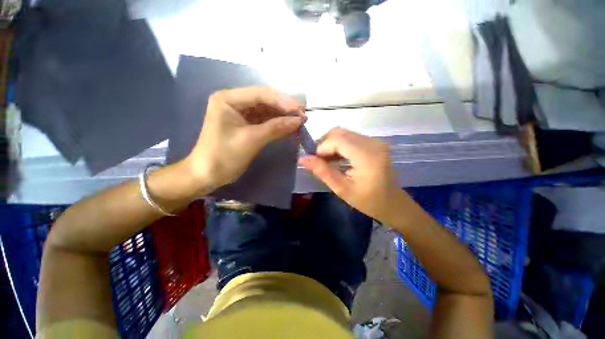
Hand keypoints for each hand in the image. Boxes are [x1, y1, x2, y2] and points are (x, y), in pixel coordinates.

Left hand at [185, 87, 305, 190]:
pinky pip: (265, 121)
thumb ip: (276, 128)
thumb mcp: (251, 140)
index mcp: (229, 99)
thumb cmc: (224, 156)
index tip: (301, 111)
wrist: (207, 174)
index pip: (261, 93)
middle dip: (285, 109)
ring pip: (267, 110)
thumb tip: (299, 120)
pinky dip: (277, 124)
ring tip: (299, 123)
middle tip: (303, 117)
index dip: (284, 101)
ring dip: (283, 117)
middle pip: (265, 100)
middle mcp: (235, 101)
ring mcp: (241, 113)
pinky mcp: (246, 124)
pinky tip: (289, 128)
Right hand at [299, 128, 406, 222]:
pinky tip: (337, 159)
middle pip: (339, 132)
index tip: (315, 162)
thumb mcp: (342, 189)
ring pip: (344, 133)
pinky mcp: (374, 143)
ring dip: (331, 145)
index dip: (321, 148)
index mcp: (366, 156)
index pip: (336, 139)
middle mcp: (372, 142)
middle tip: (320, 161)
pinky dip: (340, 145)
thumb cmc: (368, 201)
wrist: (393, 204)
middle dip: (324, 144)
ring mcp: (375, 141)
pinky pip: (351, 137)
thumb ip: (322, 172)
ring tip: (327, 161)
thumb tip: (302, 159)